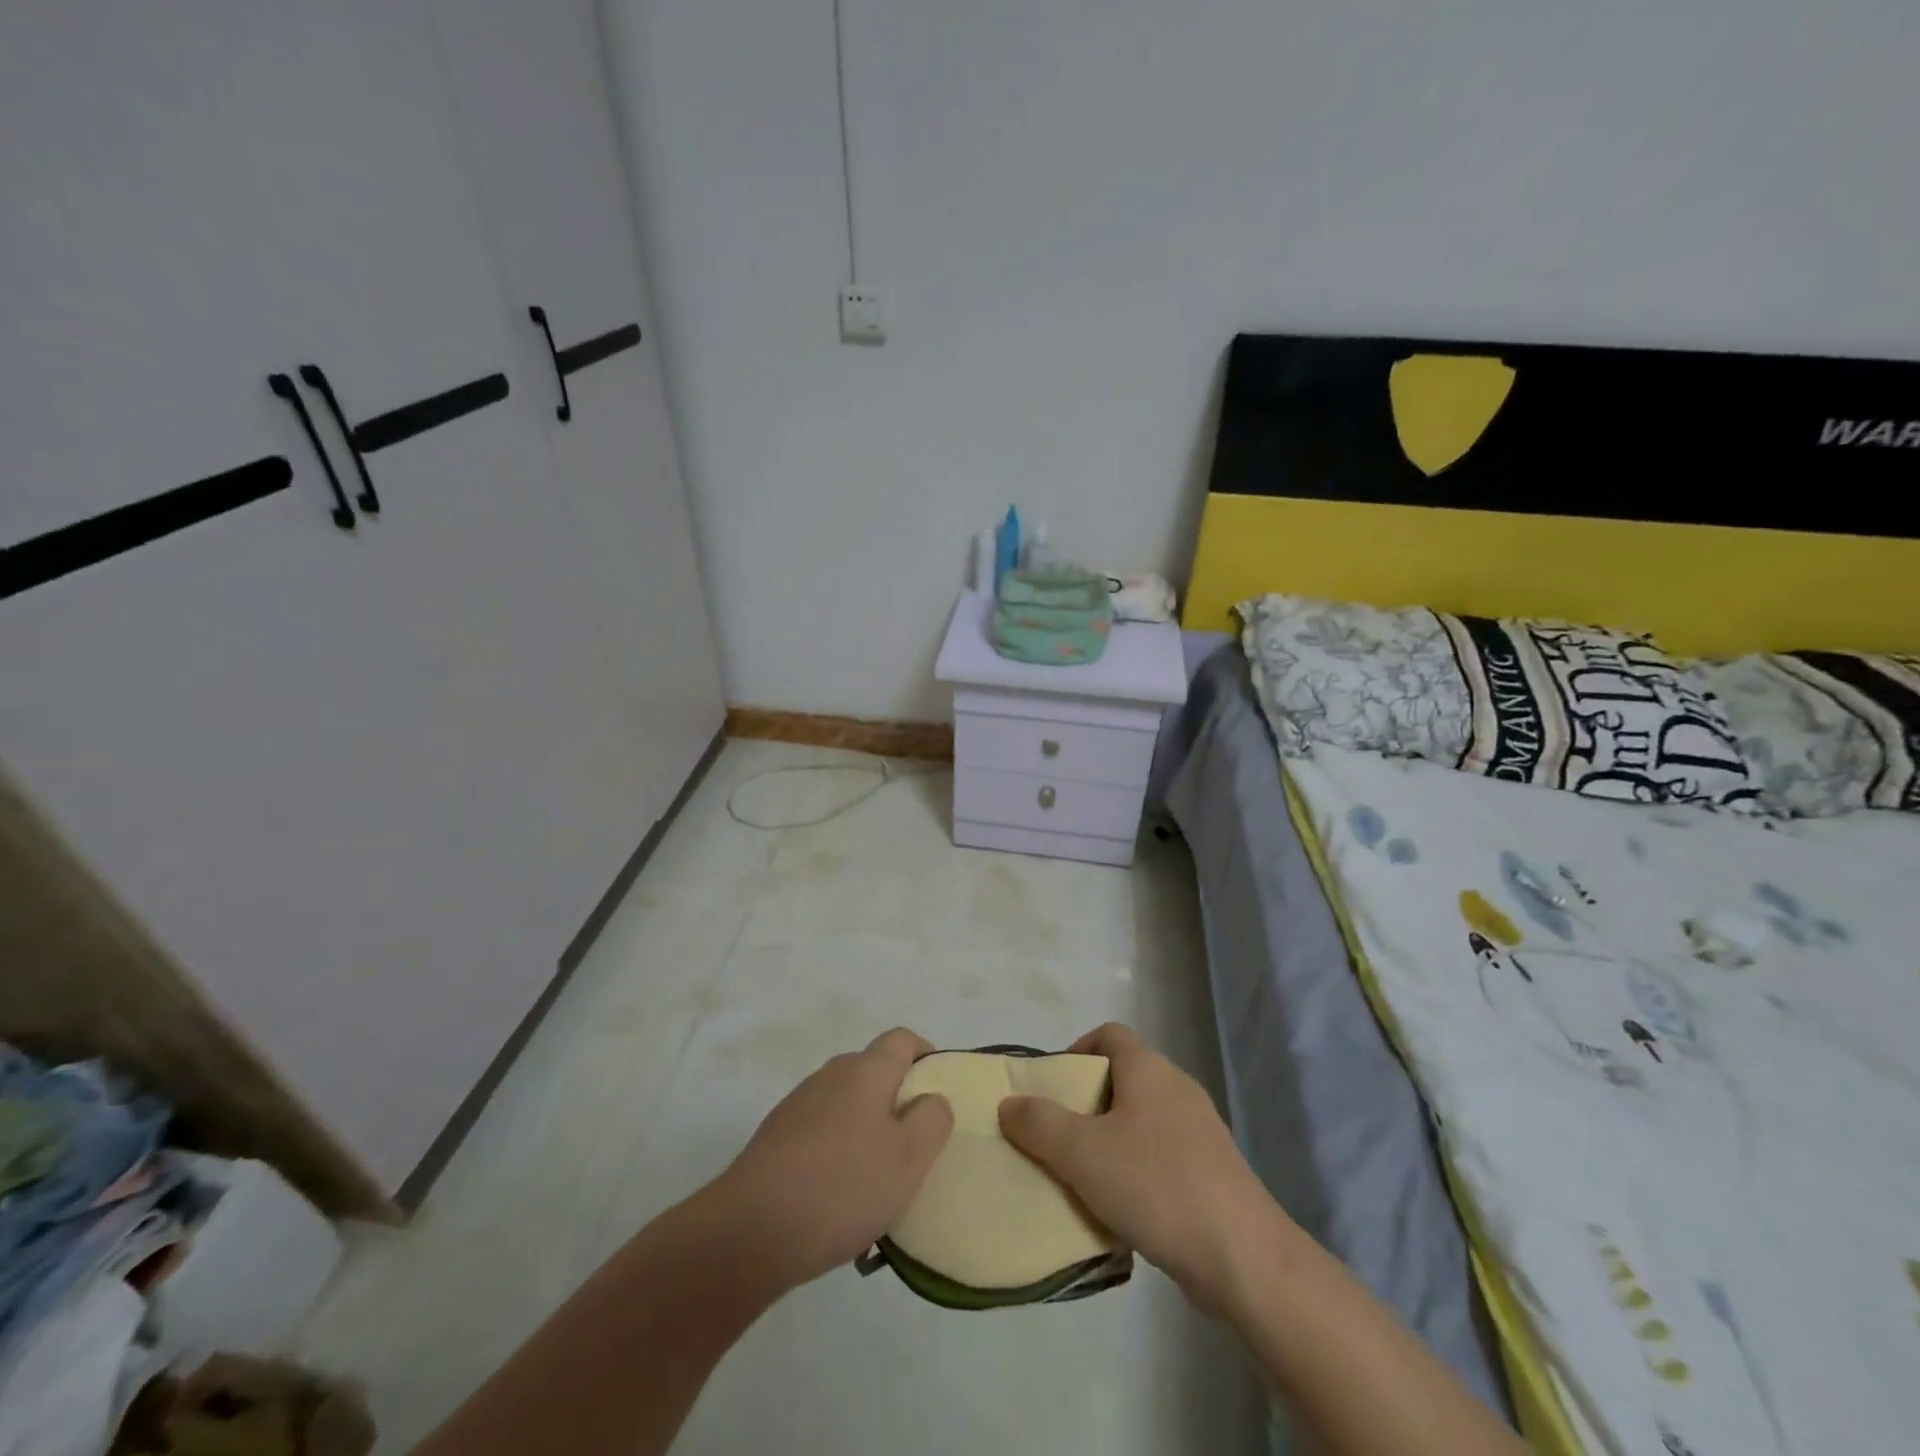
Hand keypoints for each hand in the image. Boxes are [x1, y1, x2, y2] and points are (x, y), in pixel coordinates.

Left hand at [718, 1028, 953, 1291]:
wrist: (750, 1229)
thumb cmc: (842, 1187)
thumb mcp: (908, 1158)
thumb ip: (932, 1120)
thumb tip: (932, 1097)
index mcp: (866, 1071)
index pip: (902, 1039)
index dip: (925, 1055)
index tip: (939, 1089)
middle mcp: (831, 1075)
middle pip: (873, 1071)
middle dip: (896, 1100)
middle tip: (914, 1145)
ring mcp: (798, 1105)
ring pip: (846, 1105)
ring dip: (865, 1130)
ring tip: (877, 1182)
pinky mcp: (775, 1138)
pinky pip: (820, 1133)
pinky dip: (836, 1152)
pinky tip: (838, 1200)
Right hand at [998, 1023, 1277, 1309]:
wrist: (1244, 1257)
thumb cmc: (1155, 1185)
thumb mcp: (1081, 1153)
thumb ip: (1039, 1123)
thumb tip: (1010, 1103)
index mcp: (1148, 1069)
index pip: (1109, 1034)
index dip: (1076, 1051)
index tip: (1052, 1088)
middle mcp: (1177, 1088)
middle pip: (1123, 1077)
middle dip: (1087, 1103)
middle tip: (1058, 1137)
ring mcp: (1200, 1130)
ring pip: (1142, 1119)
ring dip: (1111, 1140)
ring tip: (1083, 1176)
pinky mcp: (1213, 1170)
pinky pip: (1163, 1154)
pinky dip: (1137, 1169)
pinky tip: (1122, 1208)